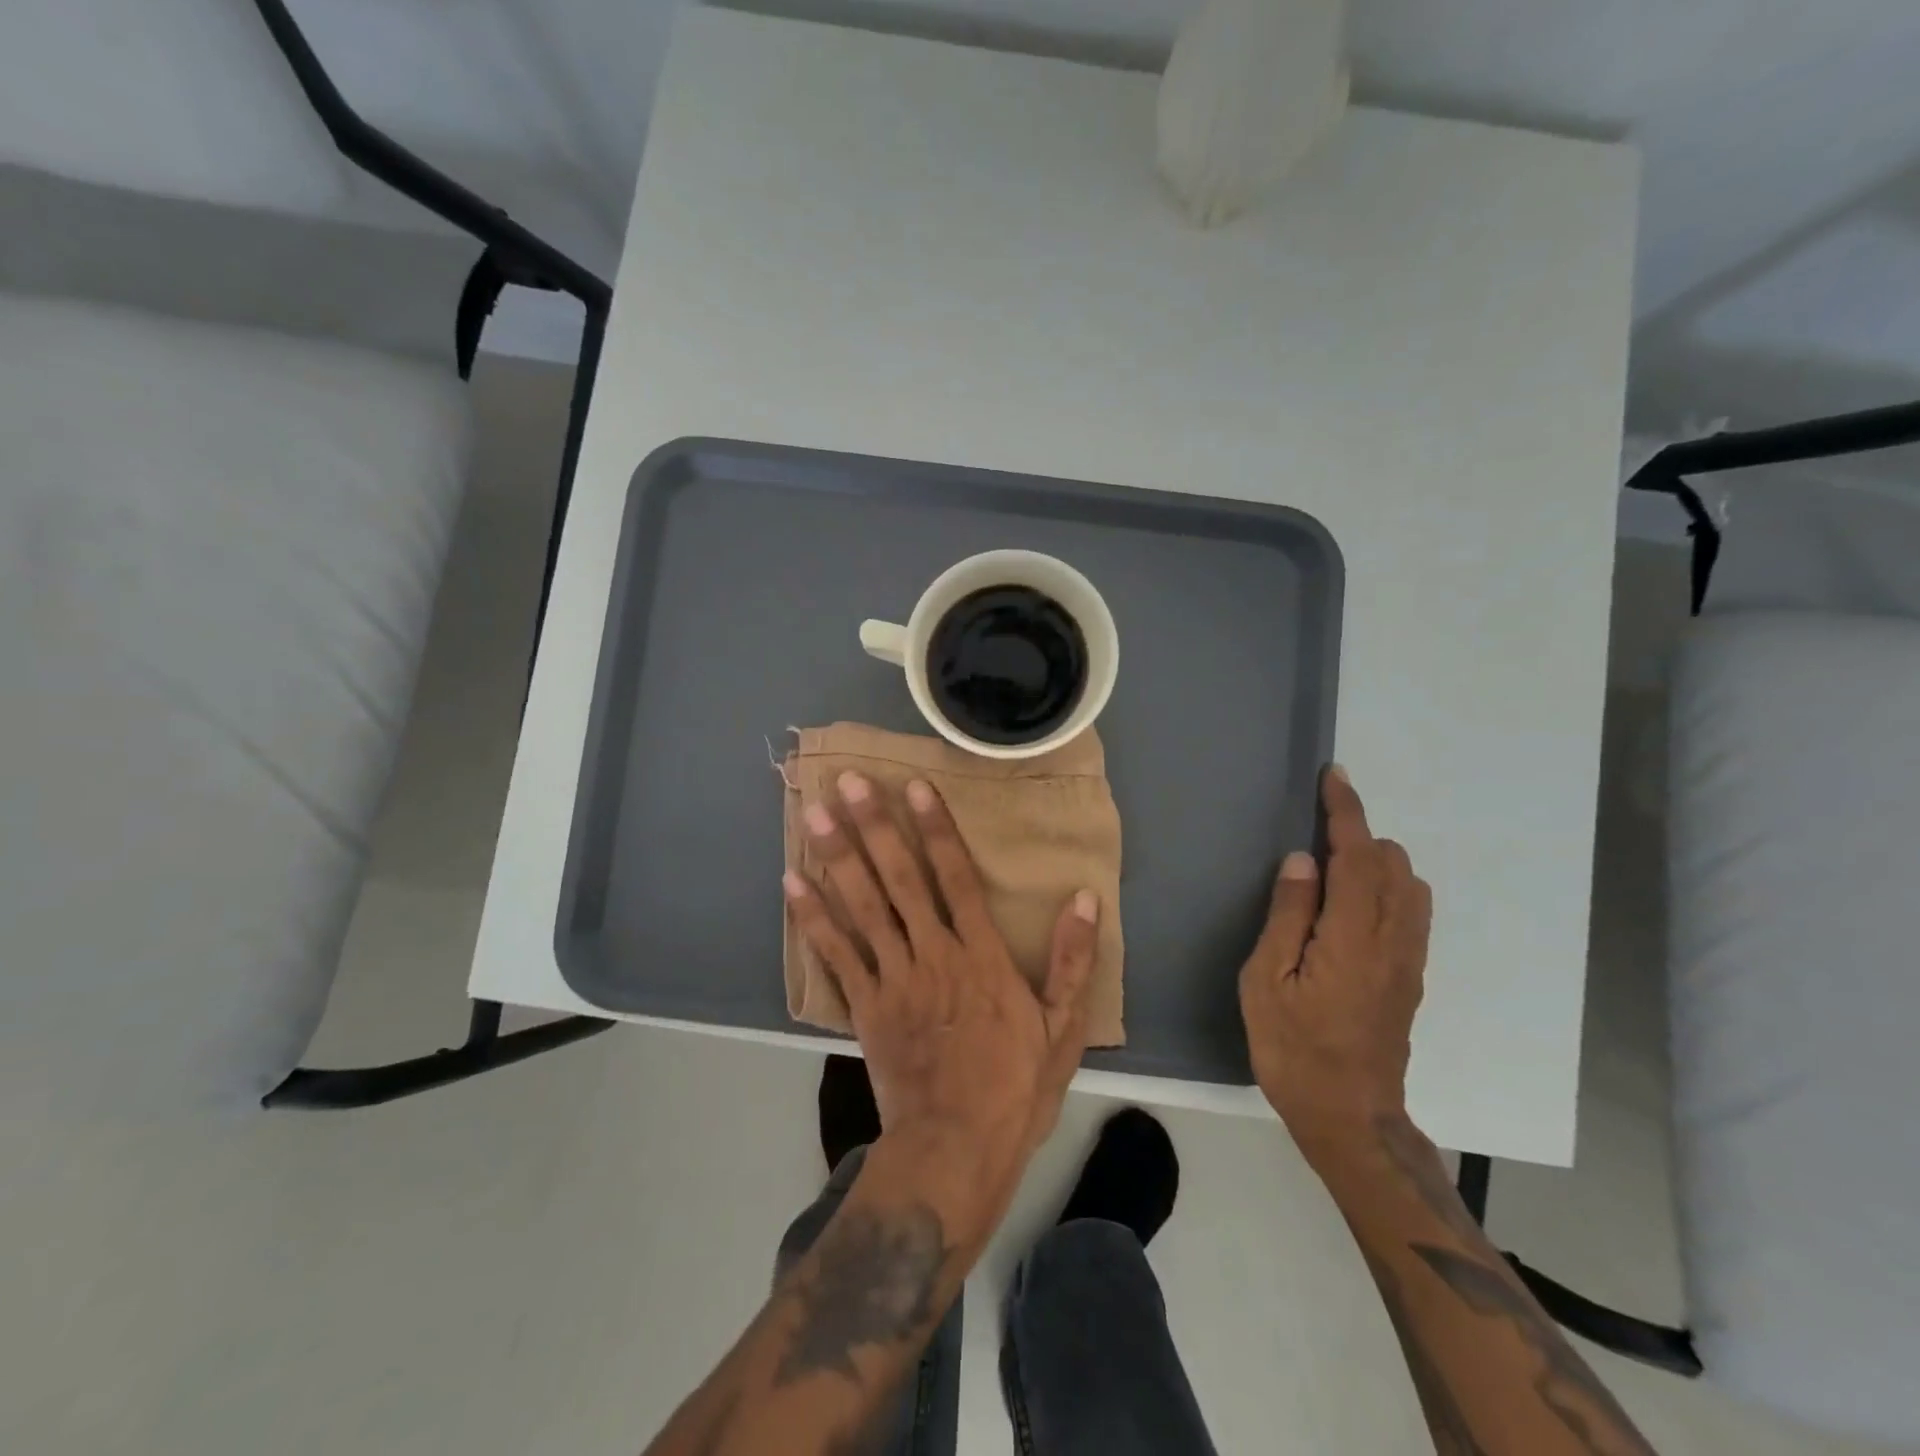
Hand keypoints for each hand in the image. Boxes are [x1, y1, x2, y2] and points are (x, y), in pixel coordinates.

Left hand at [785, 772, 1099, 1231]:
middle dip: (875, 827)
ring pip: (862, 906)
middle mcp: (932, 953)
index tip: (914, 787)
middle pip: (899, 879)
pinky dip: (813, 917)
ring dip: (838, 857)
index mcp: (981, 956)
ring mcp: (893, 978)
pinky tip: (792, 881)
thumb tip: (1084, 898)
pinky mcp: (865, 1005)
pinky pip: (836, 953)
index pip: (955, 877)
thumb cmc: (1014, 1087)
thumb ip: (1073, 960)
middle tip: (850, 781)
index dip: (935, 829)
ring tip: (815, 814)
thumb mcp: (1063, 1028)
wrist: (954, 1150)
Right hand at [1238, 766, 1432, 1167]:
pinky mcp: (1411, 978)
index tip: (1334, 777)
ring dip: (1375, 863)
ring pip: (1409, 886)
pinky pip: (1410, 912)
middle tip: (1312, 843)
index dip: (1346, 813)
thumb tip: (1302, 861)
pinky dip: (1386, 888)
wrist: (1349, 1118)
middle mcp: (1392, 941)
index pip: (1357, 857)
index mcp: (1352, 938)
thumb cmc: (1293, 1049)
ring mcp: (1408, 961)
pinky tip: (1350, 908)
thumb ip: (1287, 916)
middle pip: (1392, 864)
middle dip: (1358, 838)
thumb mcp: (1267, 982)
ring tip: (1330, 874)